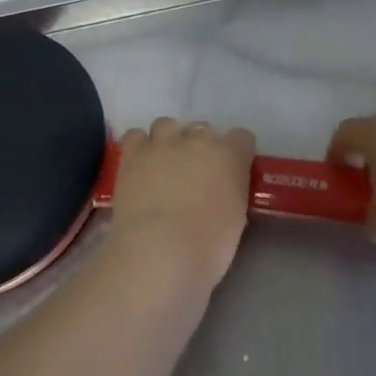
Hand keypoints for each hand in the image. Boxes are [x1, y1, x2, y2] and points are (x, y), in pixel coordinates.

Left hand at [108, 118, 254, 289]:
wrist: (159, 250)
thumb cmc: (207, 246)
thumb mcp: (236, 220)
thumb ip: (232, 193)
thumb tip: (222, 191)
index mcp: (229, 156)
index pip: (242, 137)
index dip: (238, 153)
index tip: (232, 171)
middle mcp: (197, 140)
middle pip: (203, 129)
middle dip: (202, 147)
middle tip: (196, 174)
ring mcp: (162, 143)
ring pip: (167, 125)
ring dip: (169, 140)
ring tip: (164, 165)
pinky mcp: (133, 153)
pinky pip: (135, 135)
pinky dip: (139, 146)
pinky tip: (140, 165)